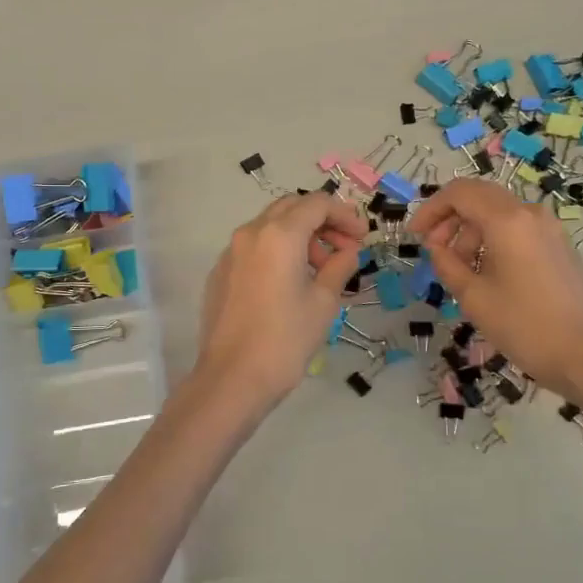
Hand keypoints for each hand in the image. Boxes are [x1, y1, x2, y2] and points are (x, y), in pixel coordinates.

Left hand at [193, 192, 369, 408]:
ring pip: (270, 226)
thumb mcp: (324, 302)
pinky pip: (254, 248)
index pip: (317, 203)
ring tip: (320, 271)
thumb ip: (340, 267)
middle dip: (321, 221)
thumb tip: (348, 251)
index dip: (345, 214)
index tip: (362, 236)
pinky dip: (277, 252)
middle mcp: (250, 233)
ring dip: (299, 236)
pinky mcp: (220, 273)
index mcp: (279, 235)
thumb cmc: (285, 339)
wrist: (232, 378)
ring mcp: (230, 252)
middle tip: (344, 248)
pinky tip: (290, 284)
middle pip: (291, 208)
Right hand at [410, 178, 582, 394]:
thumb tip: (437, 246)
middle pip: (480, 197)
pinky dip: (494, 239)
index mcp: (507, 220)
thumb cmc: (523, 325)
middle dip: (450, 218)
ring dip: (472, 231)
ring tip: (460, 268)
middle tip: (433, 249)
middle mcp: (530, 213)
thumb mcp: (472, 296)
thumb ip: (446, 263)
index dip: (431, 209)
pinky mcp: (559, 246)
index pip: (459, 193)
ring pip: (499, 213)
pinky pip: (518, 228)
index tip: (415, 235)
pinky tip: (487, 272)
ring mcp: (550, 228)